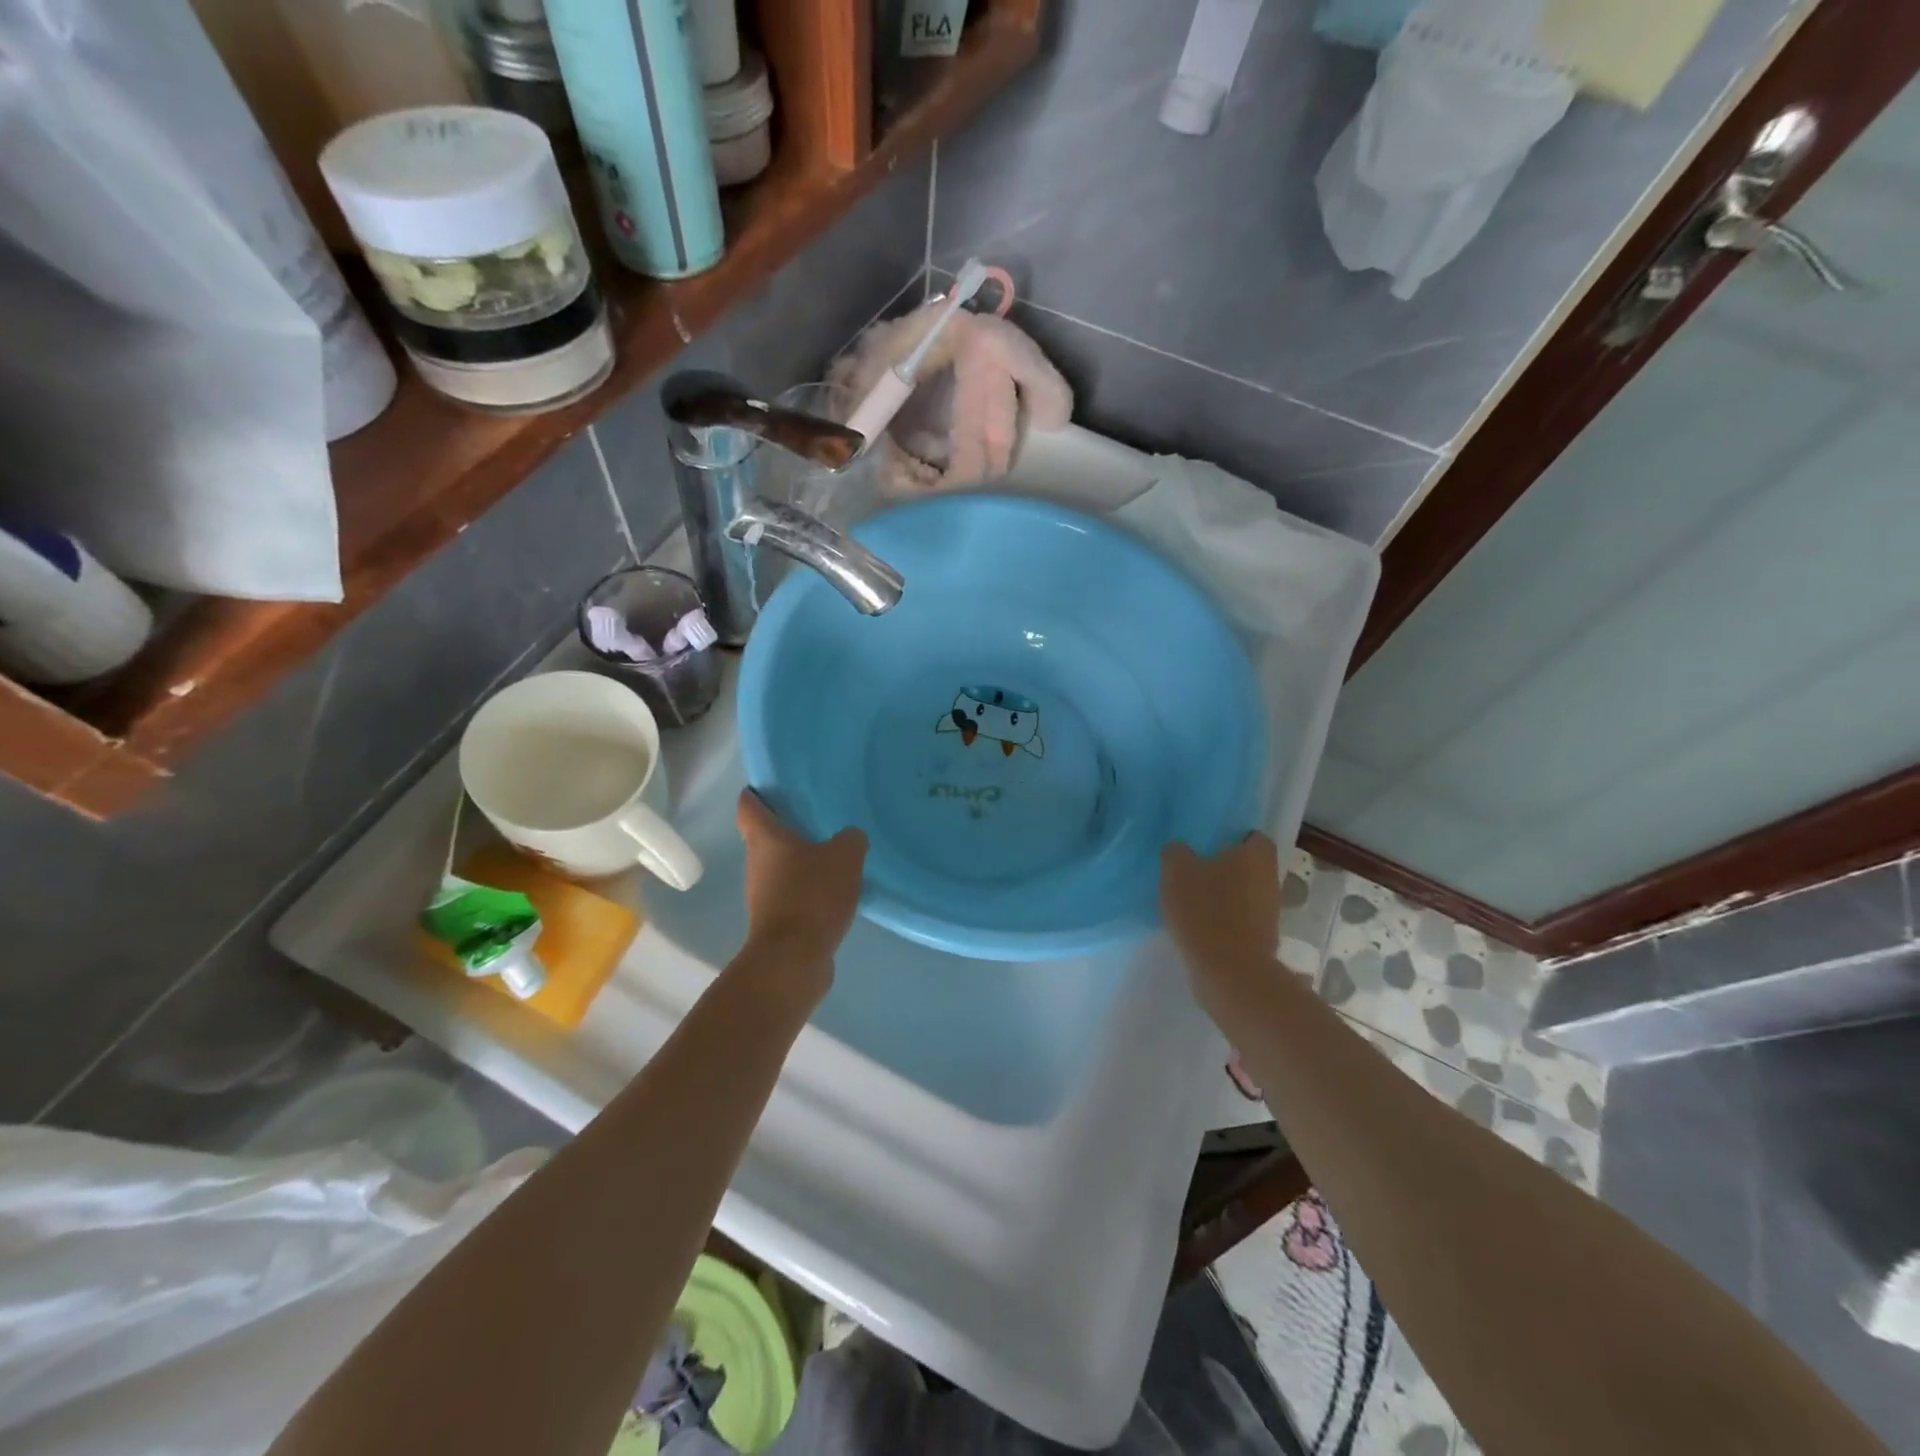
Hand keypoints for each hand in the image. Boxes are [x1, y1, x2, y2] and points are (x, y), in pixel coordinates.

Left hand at [736, 791, 866, 978]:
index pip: (748, 807)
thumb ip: (850, 839)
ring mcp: (762, 895)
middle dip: (787, 829)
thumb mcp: (845, 857)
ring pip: (778, 868)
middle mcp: (756, 864)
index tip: (771, 787)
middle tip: (817, 819)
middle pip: (764, 838)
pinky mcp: (775, 921)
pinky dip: (807, 890)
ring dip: (799, 862)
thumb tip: (850, 838)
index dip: (756, 795)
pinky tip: (833, 892)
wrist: (794, 959)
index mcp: (765, 839)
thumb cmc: (812, 896)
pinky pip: (791, 895)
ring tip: (832, 855)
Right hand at [1160, 834, 1281, 997]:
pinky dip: (1223, 920)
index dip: (1229, 838)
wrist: (1229, 972)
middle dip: (1224, 868)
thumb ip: (1176, 852)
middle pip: (1247, 866)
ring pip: (1244, 893)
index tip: (1205, 845)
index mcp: (1256, 855)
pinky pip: (1240, 919)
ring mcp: (1270, 912)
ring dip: (1222, 895)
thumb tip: (1179, 849)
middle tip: (1192, 870)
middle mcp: (1271, 879)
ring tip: (1190, 900)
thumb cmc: (1205, 911)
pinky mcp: (1262, 939)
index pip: (1250, 836)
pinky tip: (1198, 925)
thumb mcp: (1176, 871)